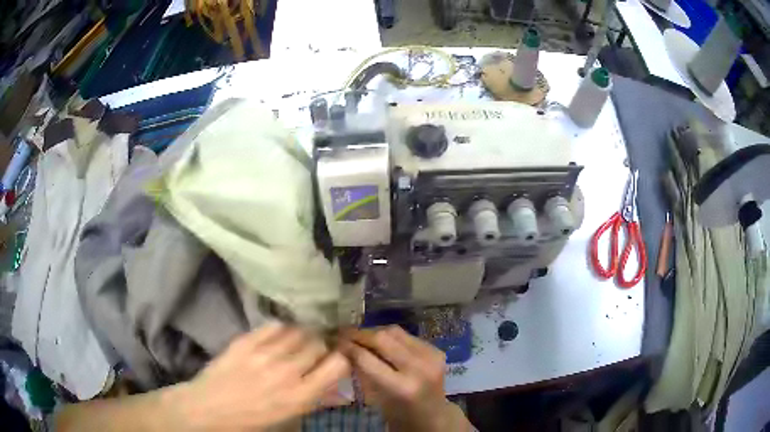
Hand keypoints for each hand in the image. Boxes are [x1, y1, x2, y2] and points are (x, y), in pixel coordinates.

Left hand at [173, 323, 350, 430]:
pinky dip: (282, 329)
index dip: (340, 360)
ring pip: (298, 331)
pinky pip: (274, 325)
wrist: (208, 409)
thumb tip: (340, 391)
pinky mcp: (245, 341)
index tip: (334, 361)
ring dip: (303, 336)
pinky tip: (279, 336)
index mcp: (300, 396)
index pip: (337, 364)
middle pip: (318, 343)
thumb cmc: (251, 421)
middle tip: (314, 352)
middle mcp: (287, 372)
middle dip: (321, 347)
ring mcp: (264, 353)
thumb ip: (316, 402)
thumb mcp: (288, 419)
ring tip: (297, 342)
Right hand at [341, 326, 471, 431]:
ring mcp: (430, 356)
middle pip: (382, 339)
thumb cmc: (398, 412)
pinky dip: (390, 336)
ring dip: (374, 331)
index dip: (349, 347)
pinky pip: (407, 335)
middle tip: (343, 333)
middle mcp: (418, 368)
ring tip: (360, 335)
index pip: (367, 359)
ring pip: (395, 332)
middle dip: (359, 334)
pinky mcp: (436, 350)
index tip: (335, 342)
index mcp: (401, 387)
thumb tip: (344, 348)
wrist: (433, 415)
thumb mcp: (376, 397)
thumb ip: (363, 372)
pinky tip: (380, 340)